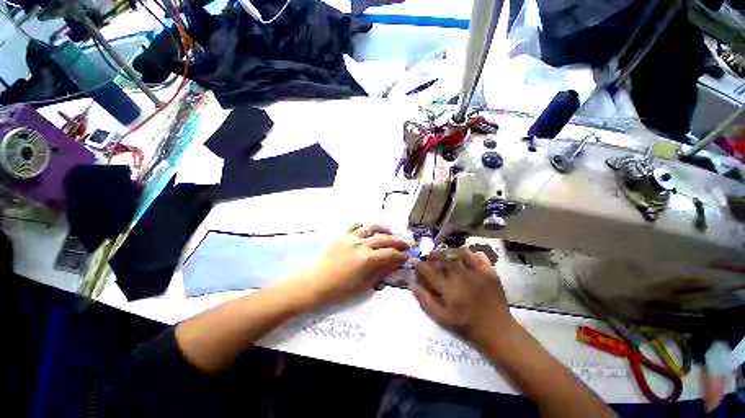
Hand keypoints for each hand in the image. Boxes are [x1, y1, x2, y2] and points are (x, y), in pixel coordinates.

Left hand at [299, 223, 409, 304]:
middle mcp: (361, 244)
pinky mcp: (342, 235)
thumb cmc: (343, 288)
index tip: (407, 255)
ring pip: (371, 228)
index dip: (401, 254)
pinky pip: (354, 224)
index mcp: (368, 259)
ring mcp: (351, 237)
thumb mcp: (366, 283)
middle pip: (385, 239)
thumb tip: (397, 263)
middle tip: (405, 243)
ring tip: (389, 232)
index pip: (390, 253)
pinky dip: (362, 226)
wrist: (319, 282)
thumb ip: (383, 271)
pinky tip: (366, 230)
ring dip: (383, 229)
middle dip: (398, 241)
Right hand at [413, 248, 515, 348]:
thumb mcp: (441, 319)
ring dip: (452, 252)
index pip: (429, 271)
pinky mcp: (490, 272)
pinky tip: (468, 259)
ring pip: (460, 253)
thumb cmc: (466, 326)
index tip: (415, 260)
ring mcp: (477, 273)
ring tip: (449, 256)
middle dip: (434, 255)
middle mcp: (461, 277)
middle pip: (443, 258)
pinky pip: (479, 255)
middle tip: (431, 256)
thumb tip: (413, 285)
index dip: (419, 264)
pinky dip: (472, 254)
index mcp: (448, 289)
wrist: (497, 331)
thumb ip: (425, 301)